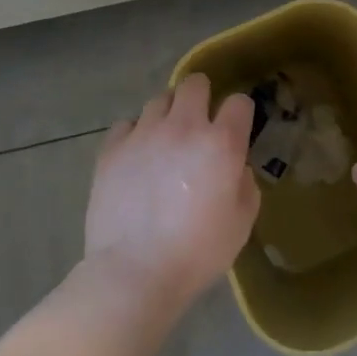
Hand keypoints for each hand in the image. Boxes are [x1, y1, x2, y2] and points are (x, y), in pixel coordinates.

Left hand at [82, 73, 260, 312]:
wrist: (134, 272)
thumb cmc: (197, 252)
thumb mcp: (241, 223)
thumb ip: (244, 184)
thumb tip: (234, 167)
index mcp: (221, 143)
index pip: (239, 102)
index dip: (239, 113)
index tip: (235, 130)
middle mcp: (183, 126)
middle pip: (194, 83)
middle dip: (201, 97)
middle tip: (198, 125)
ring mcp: (144, 133)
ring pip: (159, 100)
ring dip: (168, 115)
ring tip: (164, 142)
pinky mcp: (112, 148)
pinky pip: (127, 125)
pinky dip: (135, 135)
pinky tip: (136, 158)